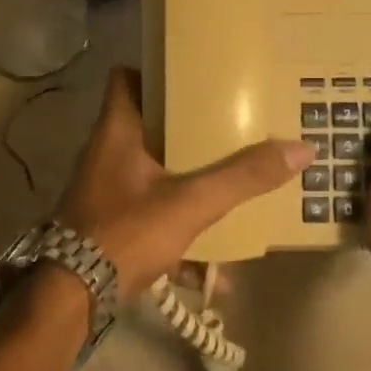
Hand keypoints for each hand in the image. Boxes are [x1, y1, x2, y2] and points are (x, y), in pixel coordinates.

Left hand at [56, 67, 311, 301]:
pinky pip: (151, 217)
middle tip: (228, 127)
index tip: (195, 76)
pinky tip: (212, 267)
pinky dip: (179, 234)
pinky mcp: (109, 225)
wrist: (71, 299)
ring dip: (188, 185)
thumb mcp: (190, 203)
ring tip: (230, 188)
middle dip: (188, 131)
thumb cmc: (125, 232)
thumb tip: (300, 149)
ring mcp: (106, 191)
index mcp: (117, 131)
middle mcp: (107, 154)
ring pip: (153, 174)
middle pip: (149, 126)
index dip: (156, 71)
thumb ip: (242, 178)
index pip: (125, 77)